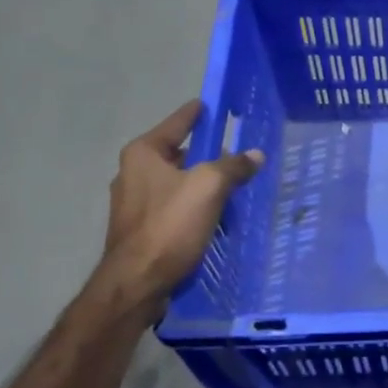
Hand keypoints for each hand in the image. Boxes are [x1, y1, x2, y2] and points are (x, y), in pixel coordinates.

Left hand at [94, 101, 262, 316]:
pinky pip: (174, 208)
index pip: (178, 123)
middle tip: (238, 155)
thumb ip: (233, 166)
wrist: (137, 283)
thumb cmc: (169, 225)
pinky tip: (215, 218)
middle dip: (207, 155)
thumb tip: (255, 155)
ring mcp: (134, 203)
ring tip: (233, 189)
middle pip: (178, 154)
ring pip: (178, 183)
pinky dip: (194, 208)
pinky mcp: (140, 229)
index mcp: (143, 153)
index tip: (214, 104)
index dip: (198, 113)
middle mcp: (133, 173)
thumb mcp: (209, 187)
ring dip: (203, 185)